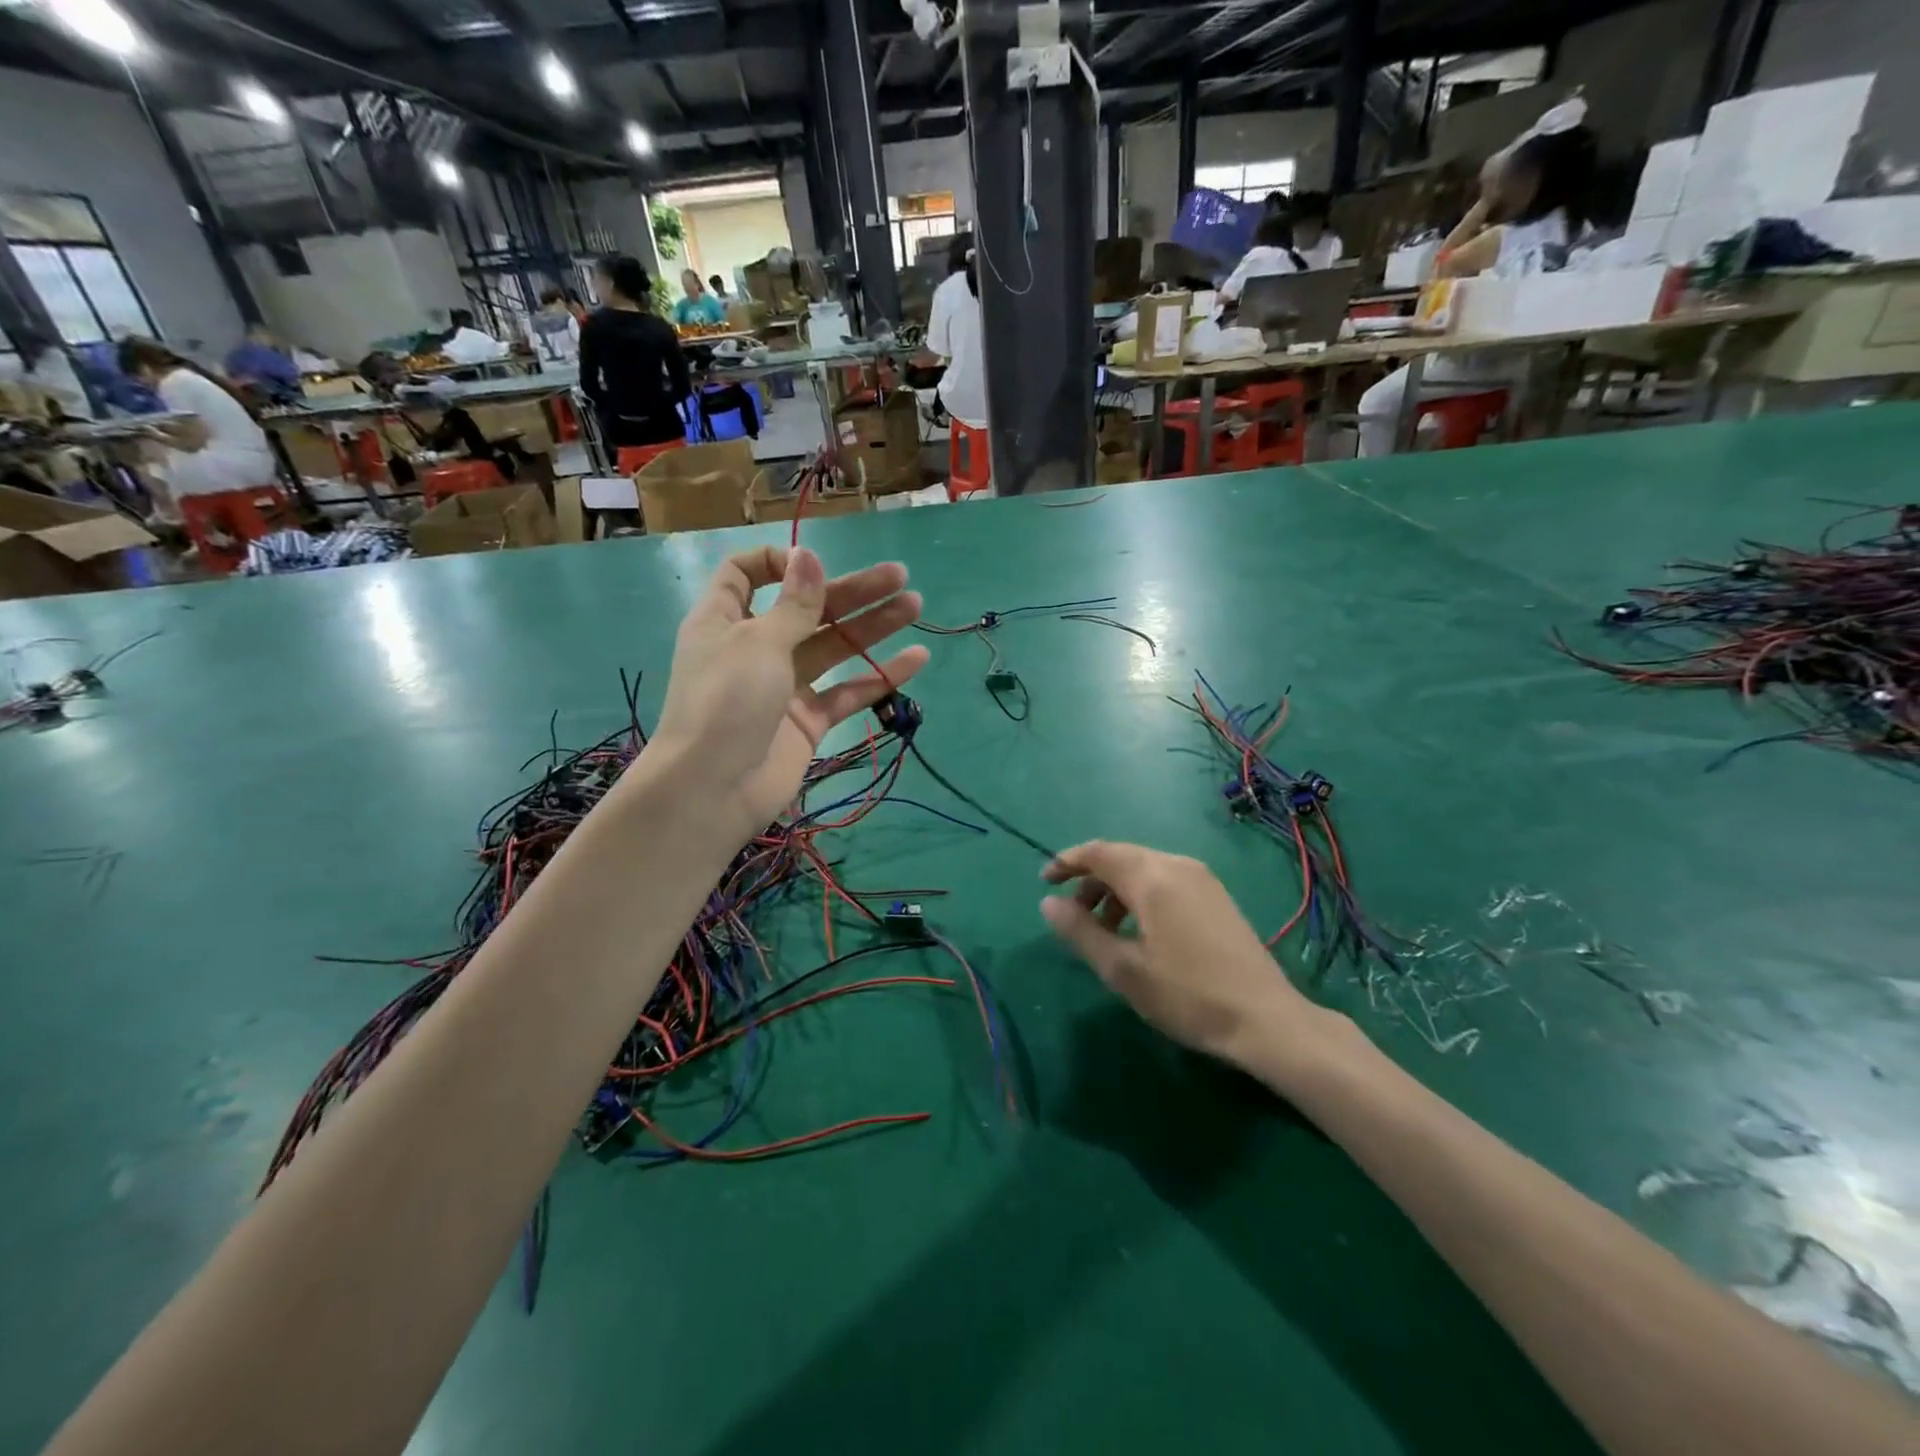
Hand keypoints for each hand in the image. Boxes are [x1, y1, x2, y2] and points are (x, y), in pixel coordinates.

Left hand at [647, 545, 928, 839]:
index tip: (813, 565)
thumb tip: (807, 556)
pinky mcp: (808, 720)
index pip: (746, 574)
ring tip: (914, 607)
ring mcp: (784, 685)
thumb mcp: (759, 643)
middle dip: (852, 592)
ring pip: (834, 648)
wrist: (714, 790)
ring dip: (872, 627)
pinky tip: (916, 660)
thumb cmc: (726, 702)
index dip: (778, 562)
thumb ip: (794, 604)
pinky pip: (847, 692)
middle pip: (807, 608)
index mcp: (726, 619)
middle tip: (900, 577)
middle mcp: (756, 647)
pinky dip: (879, 677)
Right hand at [1040, 841, 1346, 1074]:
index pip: (1099, 852)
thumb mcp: (1123, 969)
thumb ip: (1081, 931)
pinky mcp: (1215, 896)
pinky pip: (1165, 880)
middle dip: (1090, 879)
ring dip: (1114, 890)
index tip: (1044, 881)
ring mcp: (1202, 879)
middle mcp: (1177, 866)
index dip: (1067, 862)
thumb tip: (1048, 903)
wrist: (1266, 1020)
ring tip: (1102, 930)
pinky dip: (1139, 895)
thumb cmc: (1188, 996)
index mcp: (1153, 877)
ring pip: (1143, 869)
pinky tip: (1138, 931)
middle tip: (1070, 913)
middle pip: (1121, 857)